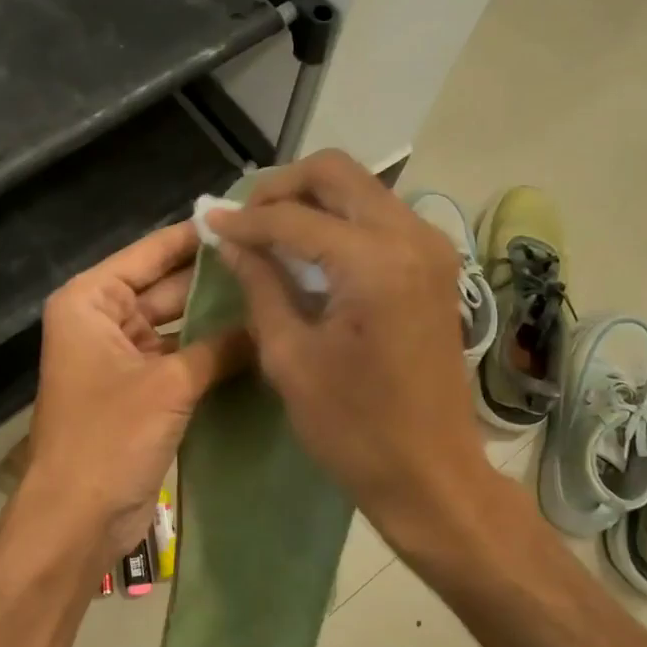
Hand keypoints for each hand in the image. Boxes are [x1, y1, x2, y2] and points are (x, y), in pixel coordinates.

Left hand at [25, 221, 246, 561]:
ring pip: (179, 326)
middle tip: (277, 263)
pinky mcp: (142, 392)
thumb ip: (220, 347)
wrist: (78, 518)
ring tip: (278, 298)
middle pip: (167, 288)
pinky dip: (213, 355)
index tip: (247, 220)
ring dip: (218, 320)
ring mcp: (124, 357)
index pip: (150, 253)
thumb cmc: (109, 438)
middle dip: (216, 281)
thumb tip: (268, 322)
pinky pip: (183, 360)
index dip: (196, 238)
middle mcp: (104, 321)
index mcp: (91, 301)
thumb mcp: (169, 384)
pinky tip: (259, 343)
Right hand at [206, 151, 489, 546]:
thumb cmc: (355, 427)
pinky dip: (340, 222)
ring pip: (362, 190)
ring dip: (313, 201)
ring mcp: (432, 249)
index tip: (210, 224)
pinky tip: (310, 252)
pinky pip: (380, 218)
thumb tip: (233, 241)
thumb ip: (261, 286)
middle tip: (246, 221)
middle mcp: (412, 237)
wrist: (431, 473)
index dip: (246, 219)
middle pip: (338, 173)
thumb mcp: (291, 358)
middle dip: (283, 188)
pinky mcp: (436, 267)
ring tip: (270, 235)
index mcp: (375, 262)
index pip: (295, 217)